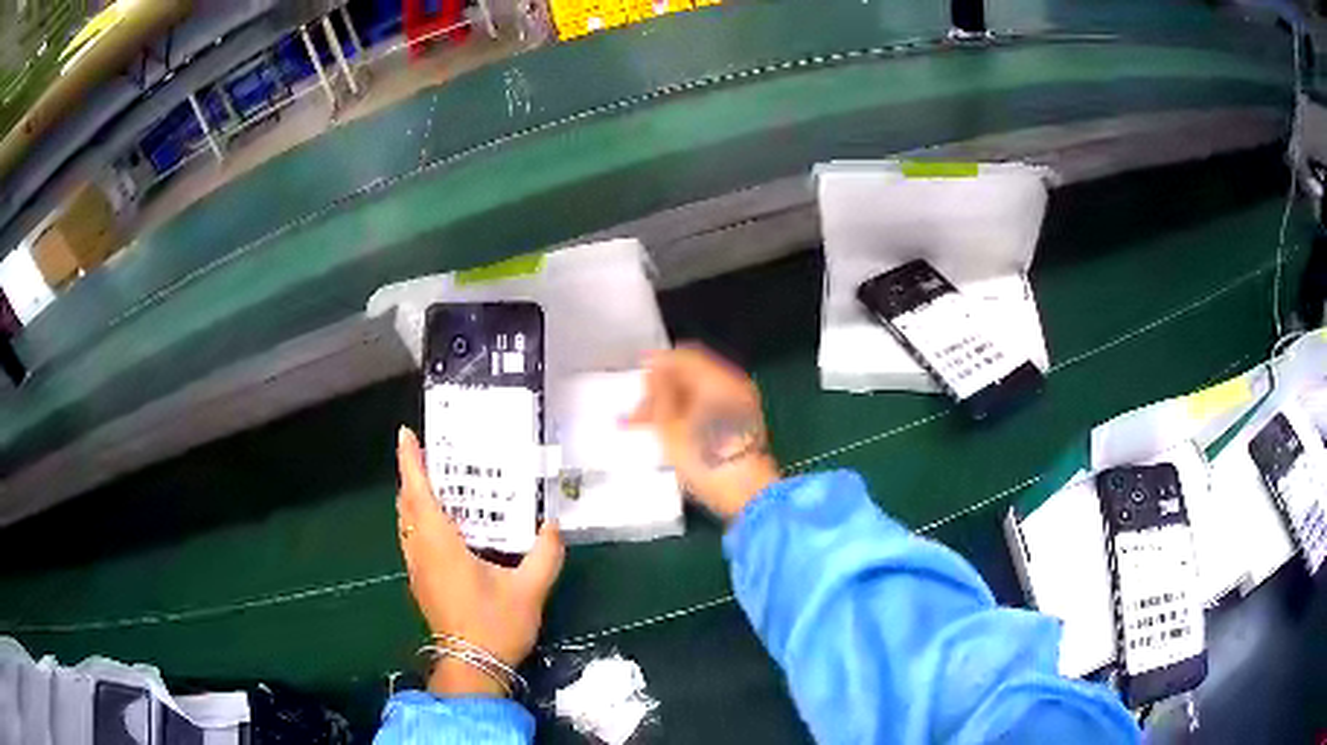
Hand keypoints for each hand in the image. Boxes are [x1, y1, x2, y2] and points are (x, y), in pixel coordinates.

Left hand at [396, 427, 563, 696]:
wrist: (472, 666)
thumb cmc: (495, 625)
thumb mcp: (529, 590)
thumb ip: (545, 555)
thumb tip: (553, 525)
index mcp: (440, 544)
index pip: (419, 493)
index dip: (410, 461)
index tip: (405, 434)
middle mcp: (421, 551)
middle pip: (406, 505)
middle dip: (412, 476)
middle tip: (431, 455)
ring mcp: (417, 569)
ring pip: (406, 524)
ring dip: (413, 500)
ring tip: (436, 485)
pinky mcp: (421, 584)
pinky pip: (412, 540)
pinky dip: (418, 522)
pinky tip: (442, 529)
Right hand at [628, 345, 780, 520]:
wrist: (746, 494)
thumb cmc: (704, 457)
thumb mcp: (670, 424)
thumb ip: (659, 392)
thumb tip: (655, 372)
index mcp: (718, 379)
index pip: (685, 357)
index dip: (658, 364)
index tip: (637, 378)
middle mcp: (733, 386)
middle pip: (692, 377)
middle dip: (662, 390)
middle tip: (636, 412)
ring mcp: (741, 407)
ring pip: (699, 396)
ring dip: (672, 406)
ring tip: (646, 427)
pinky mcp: (742, 427)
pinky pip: (709, 410)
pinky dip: (688, 417)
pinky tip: (669, 435)